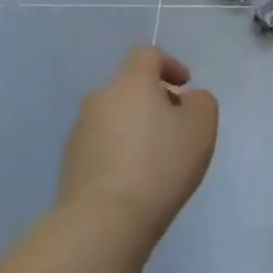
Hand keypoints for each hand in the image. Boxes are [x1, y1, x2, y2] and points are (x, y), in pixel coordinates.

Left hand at [57, 46, 217, 241]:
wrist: (104, 219)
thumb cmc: (160, 165)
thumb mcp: (201, 127)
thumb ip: (200, 102)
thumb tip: (185, 100)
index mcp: (131, 82)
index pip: (147, 54)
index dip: (169, 64)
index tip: (185, 87)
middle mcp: (100, 97)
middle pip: (130, 86)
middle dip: (154, 99)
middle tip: (176, 127)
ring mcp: (80, 129)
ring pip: (115, 115)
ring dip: (135, 126)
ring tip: (156, 158)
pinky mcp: (71, 160)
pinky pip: (102, 143)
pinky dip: (119, 150)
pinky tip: (134, 178)